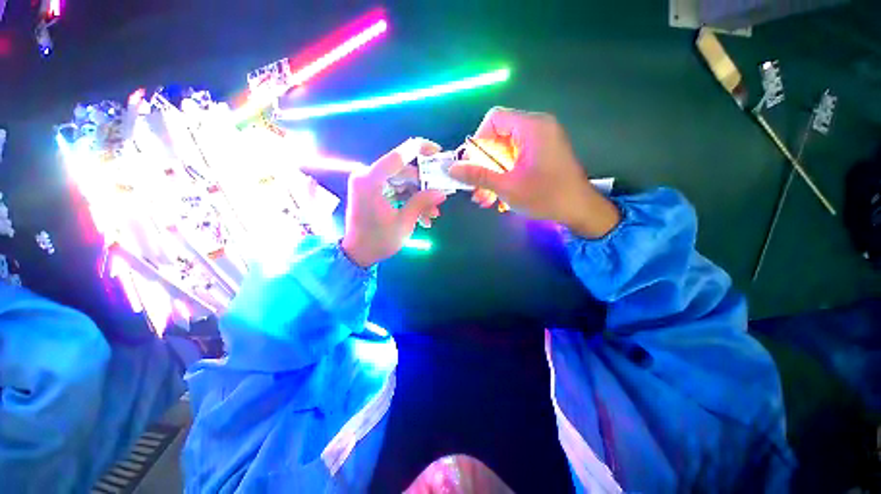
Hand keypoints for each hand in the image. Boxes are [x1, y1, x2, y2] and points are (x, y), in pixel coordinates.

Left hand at [341, 139, 447, 267]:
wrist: (358, 254)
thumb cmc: (378, 240)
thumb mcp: (404, 222)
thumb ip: (421, 203)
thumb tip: (441, 192)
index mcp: (370, 180)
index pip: (398, 156)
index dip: (420, 150)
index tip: (438, 152)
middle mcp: (367, 176)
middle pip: (403, 171)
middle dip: (423, 185)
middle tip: (440, 197)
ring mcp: (369, 184)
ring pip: (402, 182)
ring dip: (418, 196)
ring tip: (433, 214)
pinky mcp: (372, 192)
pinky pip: (395, 190)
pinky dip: (409, 200)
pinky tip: (423, 216)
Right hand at [449, 107, 619, 237]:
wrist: (580, 211)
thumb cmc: (545, 196)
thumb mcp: (507, 186)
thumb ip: (478, 175)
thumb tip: (452, 169)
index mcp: (531, 127)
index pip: (494, 118)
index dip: (479, 140)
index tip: (472, 164)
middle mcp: (537, 129)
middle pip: (498, 138)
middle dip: (483, 165)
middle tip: (474, 187)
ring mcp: (541, 143)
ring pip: (505, 153)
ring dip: (491, 175)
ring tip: (483, 198)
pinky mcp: (542, 156)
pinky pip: (515, 160)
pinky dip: (504, 176)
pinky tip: (497, 197)